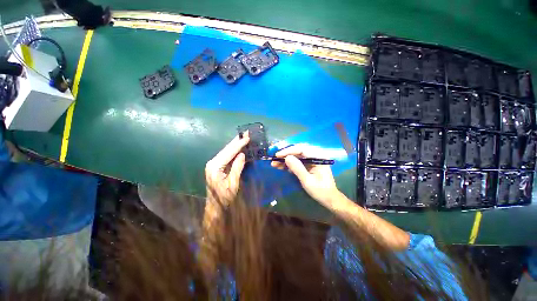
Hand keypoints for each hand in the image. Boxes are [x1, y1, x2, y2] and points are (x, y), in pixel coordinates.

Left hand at [205, 131, 249, 205]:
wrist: (215, 206)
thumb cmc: (224, 197)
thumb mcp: (233, 184)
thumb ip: (237, 168)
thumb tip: (242, 154)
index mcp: (215, 167)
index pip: (229, 152)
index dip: (239, 144)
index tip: (248, 136)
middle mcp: (212, 163)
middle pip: (226, 149)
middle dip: (236, 141)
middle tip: (246, 132)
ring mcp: (212, 164)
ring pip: (225, 151)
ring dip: (234, 145)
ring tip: (244, 137)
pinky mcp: (214, 166)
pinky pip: (224, 156)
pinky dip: (232, 151)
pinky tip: (238, 147)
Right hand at [271, 144, 340, 204]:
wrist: (329, 199)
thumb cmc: (320, 191)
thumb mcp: (307, 181)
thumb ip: (298, 168)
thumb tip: (287, 158)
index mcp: (319, 158)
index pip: (302, 149)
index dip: (289, 151)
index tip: (277, 155)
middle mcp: (317, 156)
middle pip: (299, 150)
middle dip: (286, 154)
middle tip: (274, 159)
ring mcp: (314, 161)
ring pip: (298, 156)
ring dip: (287, 159)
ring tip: (274, 164)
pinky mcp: (311, 166)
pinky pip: (300, 162)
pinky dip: (291, 164)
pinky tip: (282, 167)